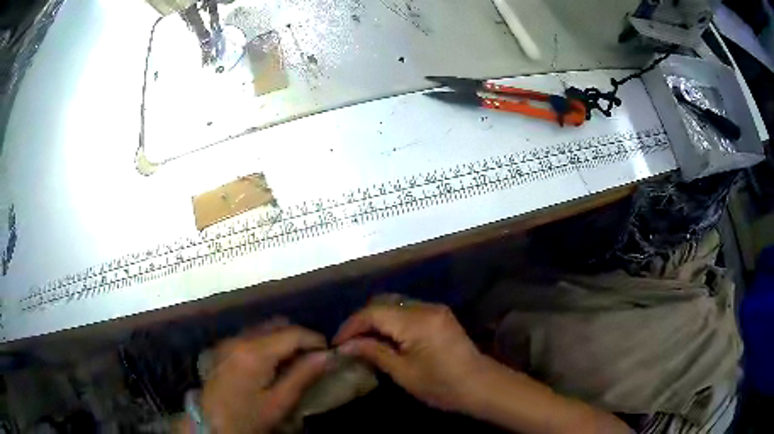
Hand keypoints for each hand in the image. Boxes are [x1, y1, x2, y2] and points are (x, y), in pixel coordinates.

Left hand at [190, 322, 329, 433]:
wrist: (212, 424)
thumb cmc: (248, 417)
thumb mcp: (279, 402)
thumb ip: (303, 375)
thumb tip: (327, 355)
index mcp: (254, 352)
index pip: (292, 333)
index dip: (315, 339)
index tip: (329, 352)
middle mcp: (239, 339)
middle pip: (277, 325)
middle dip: (299, 337)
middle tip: (313, 357)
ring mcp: (228, 341)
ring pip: (263, 328)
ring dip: (282, 339)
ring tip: (294, 361)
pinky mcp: (223, 348)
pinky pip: (250, 335)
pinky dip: (267, 343)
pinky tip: (272, 363)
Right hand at [334, 300, 489, 411]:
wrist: (481, 386)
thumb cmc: (442, 386)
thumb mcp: (403, 372)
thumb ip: (373, 353)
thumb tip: (345, 346)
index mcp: (416, 321)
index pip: (373, 313)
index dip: (351, 326)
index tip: (337, 343)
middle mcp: (425, 307)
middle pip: (383, 303)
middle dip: (362, 321)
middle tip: (348, 342)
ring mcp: (435, 310)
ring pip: (395, 305)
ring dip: (377, 320)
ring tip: (363, 340)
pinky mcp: (440, 316)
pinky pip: (408, 311)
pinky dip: (392, 321)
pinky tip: (386, 338)